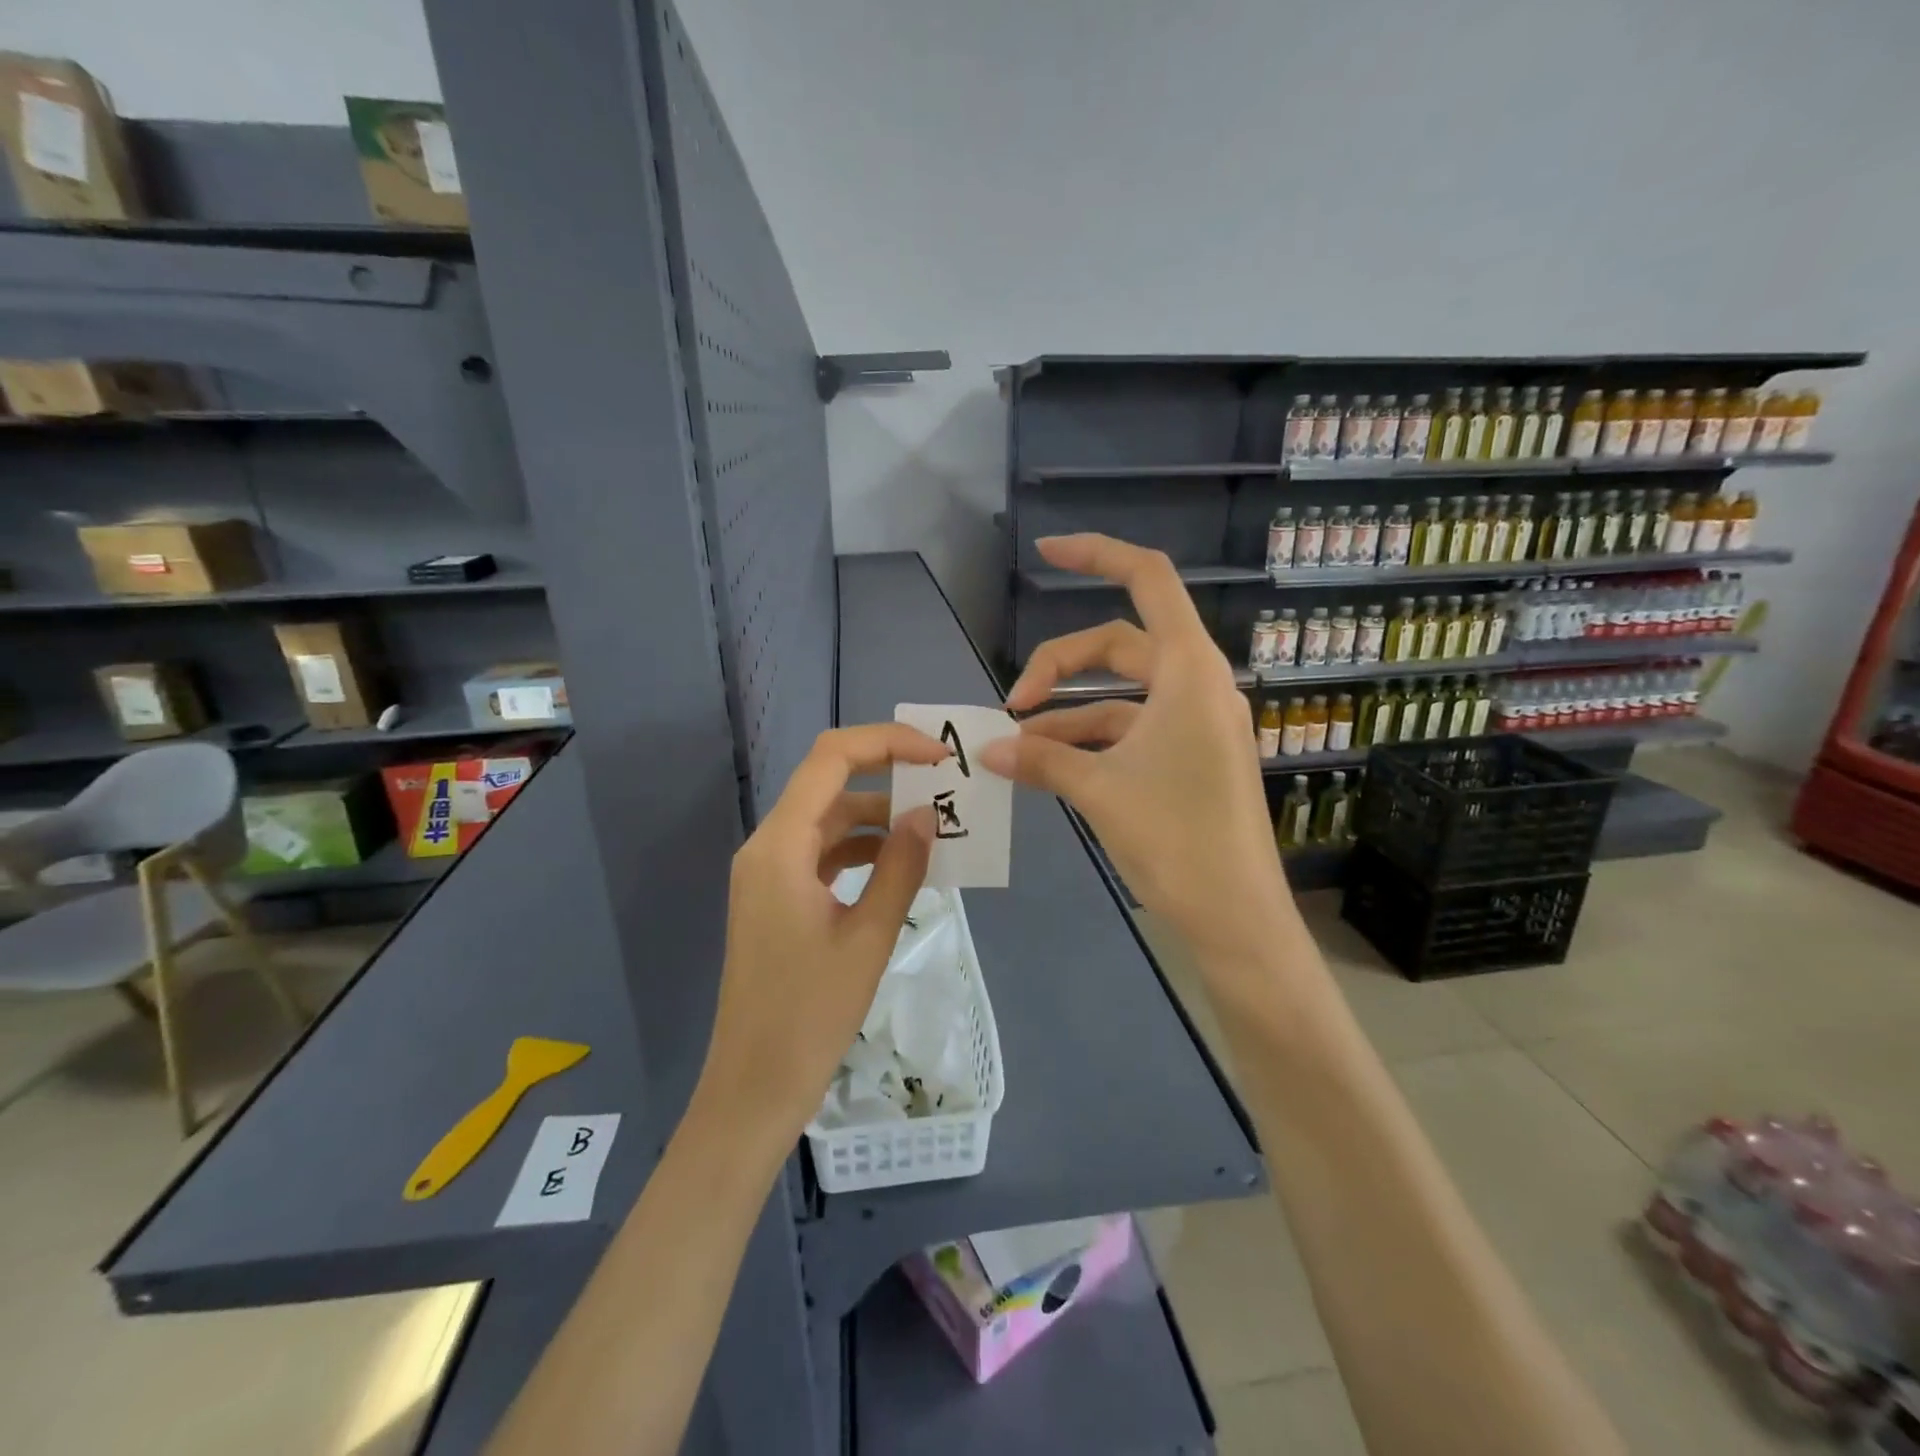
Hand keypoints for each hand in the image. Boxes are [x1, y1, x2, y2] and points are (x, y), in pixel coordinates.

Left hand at [696, 725, 945, 1157]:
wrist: (754, 1087)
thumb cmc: (811, 1014)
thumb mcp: (868, 936)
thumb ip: (900, 866)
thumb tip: (925, 814)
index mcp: (780, 846)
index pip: (831, 759)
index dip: (887, 743)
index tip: (937, 757)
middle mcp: (767, 847)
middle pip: (828, 783)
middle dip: (887, 775)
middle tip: (943, 786)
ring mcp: (769, 873)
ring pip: (828, 820)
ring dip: (877, 817)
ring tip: (933, 828)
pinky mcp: (777, 898)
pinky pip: (823, 854)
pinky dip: (861, 850)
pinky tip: (901, 865)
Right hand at [980, 534, 1296, 965]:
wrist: (1236, 917)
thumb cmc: (1177, 840)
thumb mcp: (1099, 791)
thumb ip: (1042, 759)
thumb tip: (991, 747)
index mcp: (1189, 672)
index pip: (1148, 581)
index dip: (1097, 555)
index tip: (1044, 553)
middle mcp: (1197, 685)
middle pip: (1118, 644)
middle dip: (1059, 664)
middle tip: (1012, 702)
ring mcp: (1196, 723)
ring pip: (1120, 694)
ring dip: (1068, 711)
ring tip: (1016, 743)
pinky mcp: (1190, 757)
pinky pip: (1131, 730)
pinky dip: (1090, 740)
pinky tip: (1048, 766)